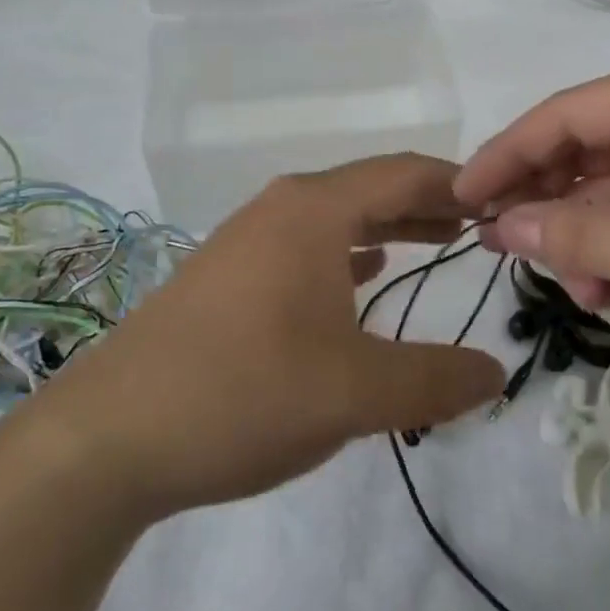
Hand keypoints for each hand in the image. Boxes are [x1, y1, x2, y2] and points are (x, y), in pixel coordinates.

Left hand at [49, 155, 504, 518]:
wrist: (107, 437)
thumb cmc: (242, 393)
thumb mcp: (353, 393)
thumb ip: (434, 380)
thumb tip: (496, 374)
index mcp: (314, 210)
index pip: (404, 173)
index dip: (458, 184)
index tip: (502, 203)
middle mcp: (281, 208)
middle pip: (371, 188)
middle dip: (427, 204)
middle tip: (480, 225)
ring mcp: (247, 239)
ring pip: (336, 217)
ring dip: (388, 227)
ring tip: (435, 244)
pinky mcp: (228, 275)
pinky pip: (305, 246)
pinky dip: (346, 252)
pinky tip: (361, 276)